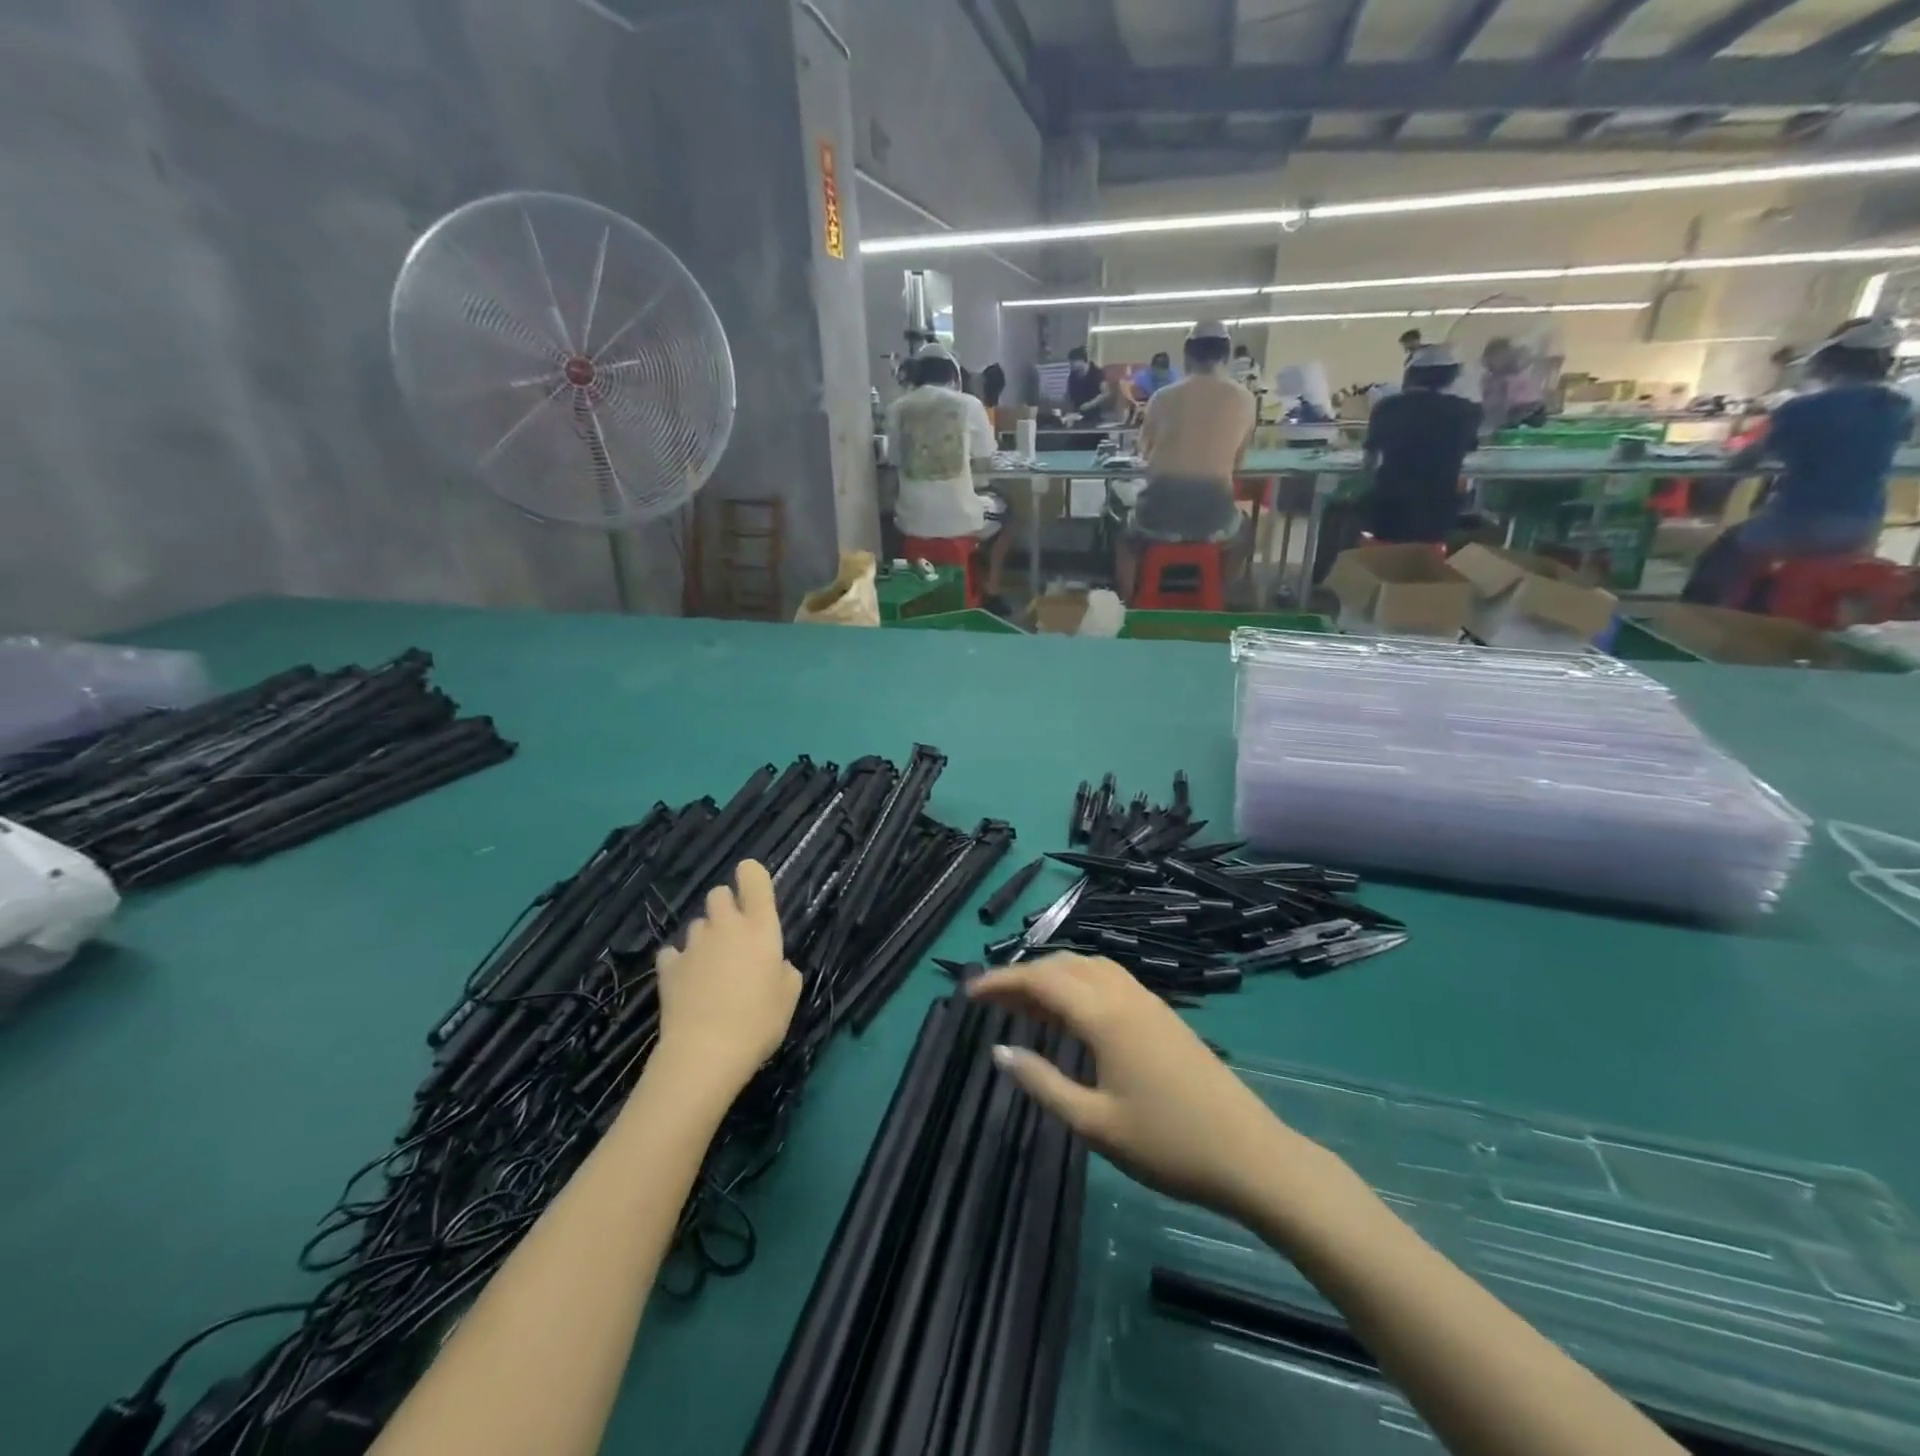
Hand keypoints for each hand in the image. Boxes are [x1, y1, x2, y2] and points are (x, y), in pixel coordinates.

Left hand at [653, 861, 801, 1097]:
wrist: (706, 1052)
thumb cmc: (759, 1021)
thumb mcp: (789, 996)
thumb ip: (784, 971)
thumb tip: (775, 965)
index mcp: (760, 928)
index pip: (754, 880)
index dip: (751, 874)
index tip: (752, 881)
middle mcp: (726, 927)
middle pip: (718, 894)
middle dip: (726, 906)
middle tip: (734, 935)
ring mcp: (693, 945)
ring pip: (697, 925)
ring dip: (705, 937)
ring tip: (711, 967)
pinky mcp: (667, 967)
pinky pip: (673, 953)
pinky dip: (680, 962)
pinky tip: (687, 982)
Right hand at [969, 955, 1309, 1221]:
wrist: (1251, 1156)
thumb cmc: (1167, 1145)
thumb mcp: (1094, 1123)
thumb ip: (1043, 1082)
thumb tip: (999, 1050)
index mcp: (1104, 1015)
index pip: (1042, 980)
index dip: (1002, 982)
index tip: (970, 994)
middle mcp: (1125, 995)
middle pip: (1064, 965)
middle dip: (1024, 975)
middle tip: (991, 1001)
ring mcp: (1149, 1002)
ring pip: (1090, 967)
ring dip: (1053, 975)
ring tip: (1025, 1004)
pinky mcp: (1163, 1015)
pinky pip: (1110, 980)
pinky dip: (1079, 983)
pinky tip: (1072, 1014)